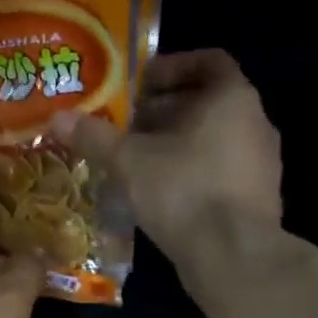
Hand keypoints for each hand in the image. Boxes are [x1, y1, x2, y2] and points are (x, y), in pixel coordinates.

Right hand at [53, 49, 283, 279]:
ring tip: (135, 158)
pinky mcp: (257, 197)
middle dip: (164, 109)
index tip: (138, 84)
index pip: (209, 61)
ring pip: (213, 137)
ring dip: (175, 141)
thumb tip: (56, 118)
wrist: (233, 256)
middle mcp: (255, 123)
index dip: (171, 67)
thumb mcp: (128, 160)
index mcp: (232, 98)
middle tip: (125, 124)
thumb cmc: (183, 189)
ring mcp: (262, 163)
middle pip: (207, 101)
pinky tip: (157, 190)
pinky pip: (220, 169)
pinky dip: (190, 170)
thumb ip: (94, 135)